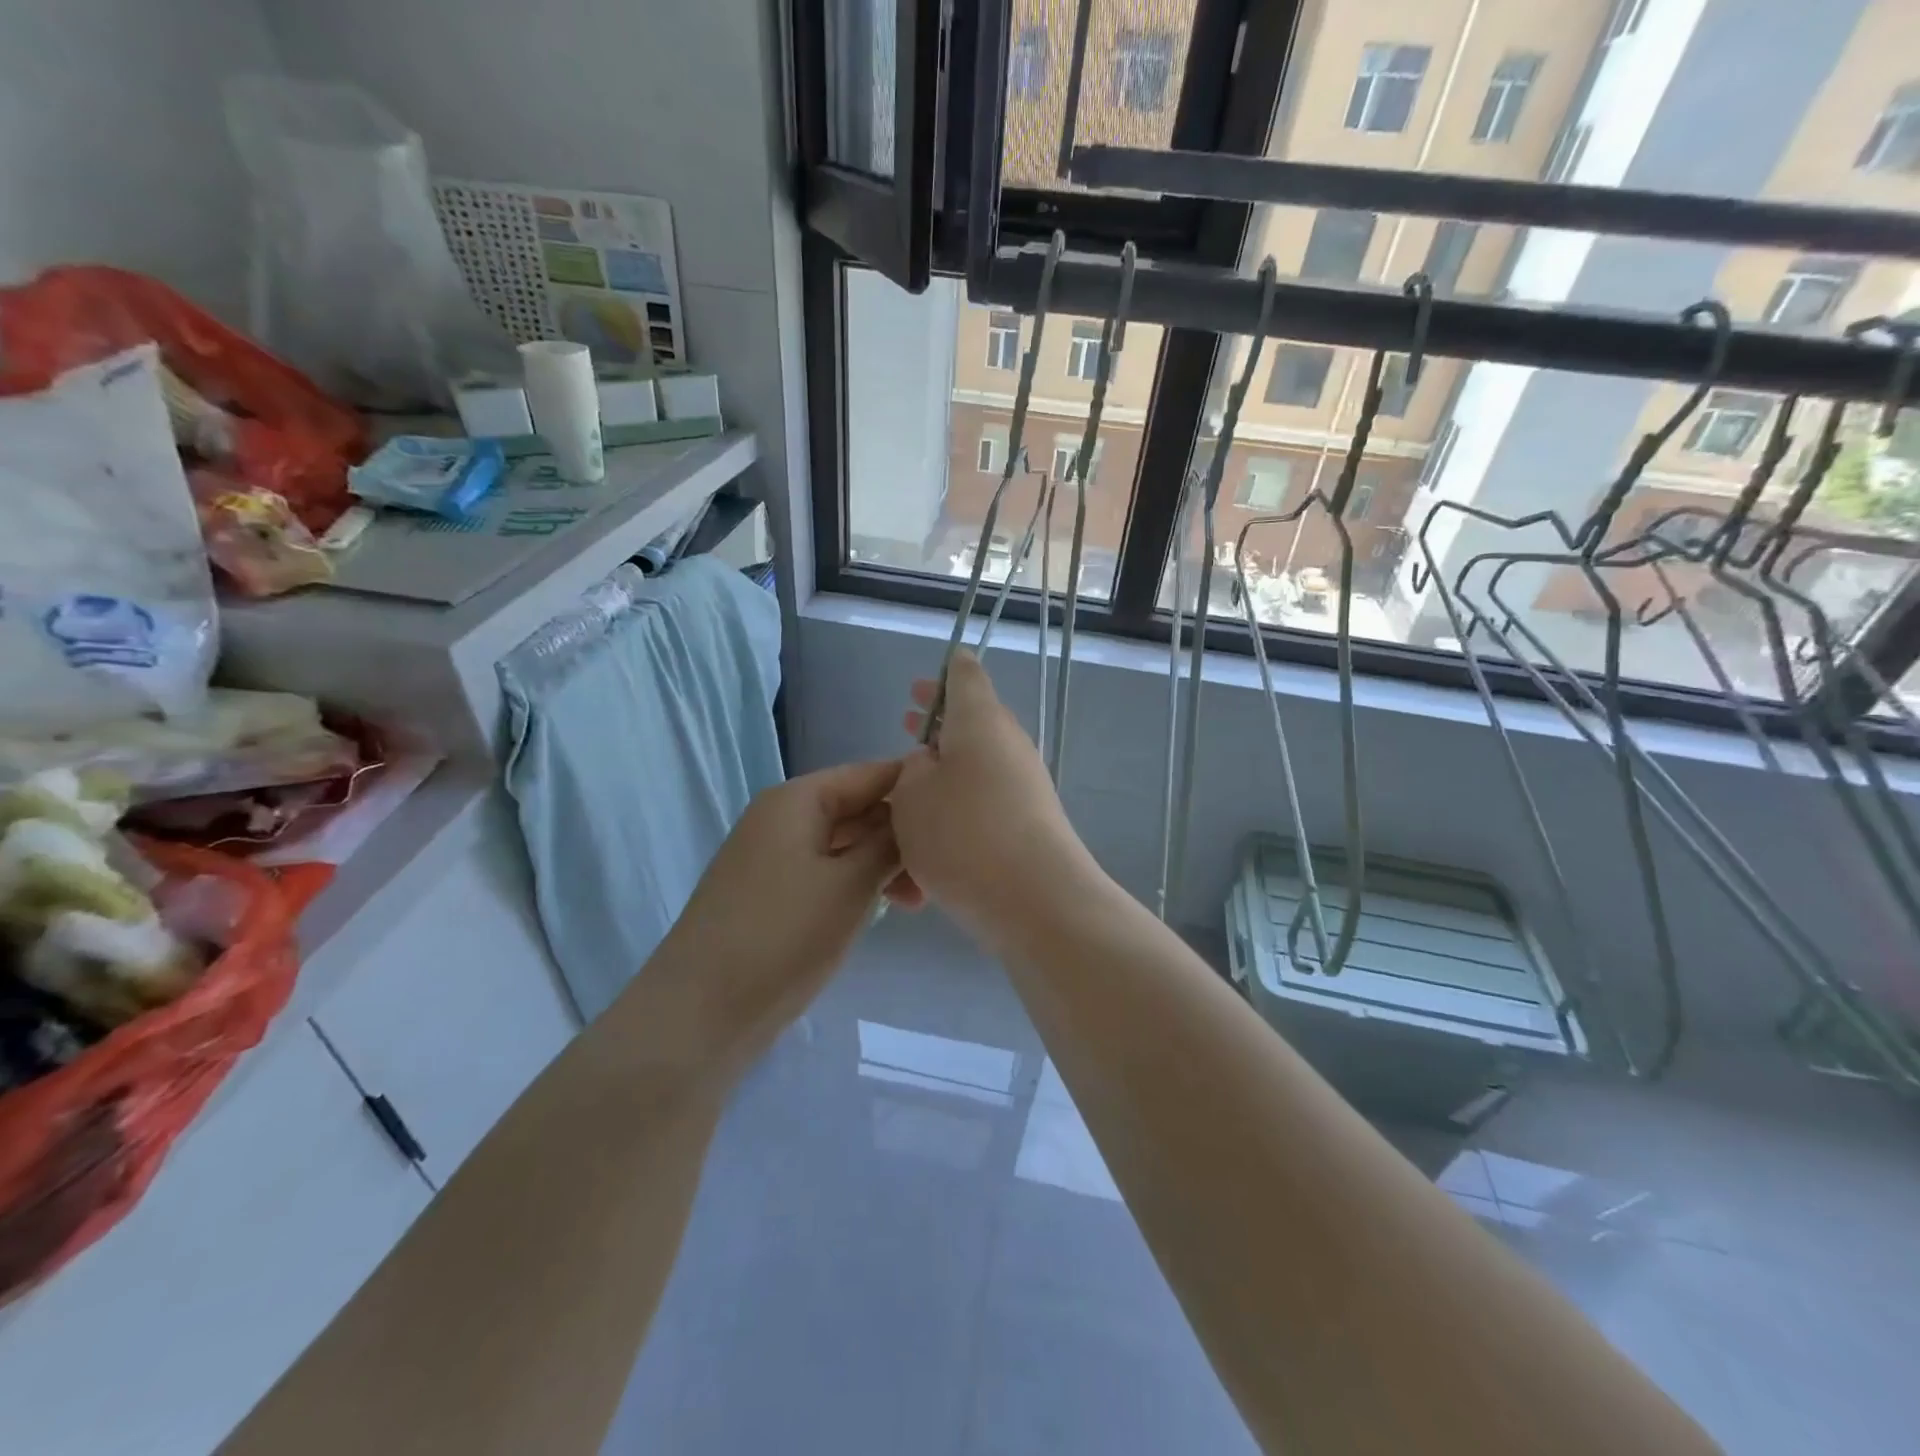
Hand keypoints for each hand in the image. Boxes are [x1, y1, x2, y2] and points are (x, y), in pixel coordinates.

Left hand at [654, 760, 920, 1074]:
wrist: (701, 1012)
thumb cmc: (783, 936)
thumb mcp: (850, 885)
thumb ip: (888, 843)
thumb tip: (913, 818)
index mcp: (797, 800)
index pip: (870, 774)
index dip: (915, 788)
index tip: (961, 812)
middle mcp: (781, 817)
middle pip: (857, 809)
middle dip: (900, 836)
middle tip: (940, 876)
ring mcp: (771, 856)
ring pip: (843, 844)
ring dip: (881, 865)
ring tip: (915, 903)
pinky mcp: (768, 892)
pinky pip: (823, 871)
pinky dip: (854, 884)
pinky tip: (878, 910)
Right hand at [891, 651, 1096, 934]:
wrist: (1035, 900)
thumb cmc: (963, 834)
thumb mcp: (912, 794)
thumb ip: (913, 770)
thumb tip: (932, 763)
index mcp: (980, 720)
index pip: (965, 675)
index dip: (944, 672)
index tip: (925, 680)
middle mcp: (1008, 745)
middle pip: (973, 722)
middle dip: (937, 725)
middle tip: (908, 722)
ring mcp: (1024, 786)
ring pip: (976, 769)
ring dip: (943, 774)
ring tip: (909, 791)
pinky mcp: (1029, 825)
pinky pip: (985, 808)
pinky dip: (956, 815)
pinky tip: (928, 849)